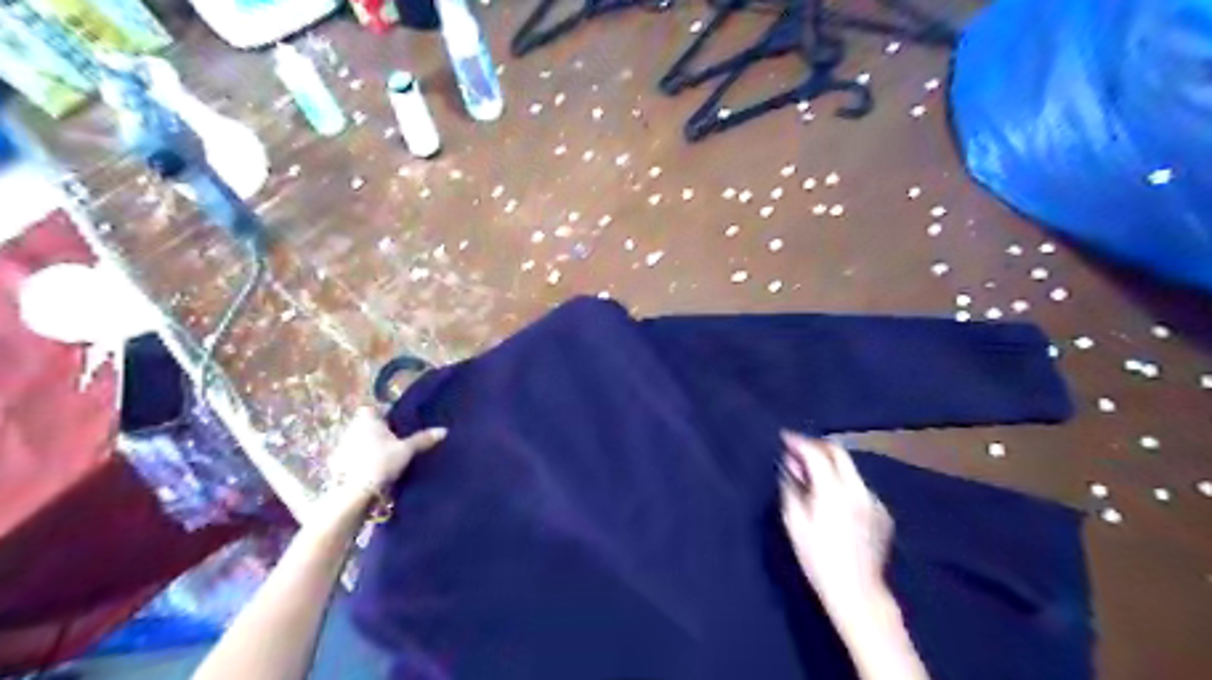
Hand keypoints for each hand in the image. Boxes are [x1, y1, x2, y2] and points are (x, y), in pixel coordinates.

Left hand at [323, 410, 445, 505]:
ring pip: (359, 441)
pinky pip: (353, 456)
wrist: (353, 492)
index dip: (383, 414)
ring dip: (369, 446)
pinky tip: (374, 469)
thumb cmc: (381, 462)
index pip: (372, 409)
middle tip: (396, 440)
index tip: (396, 423)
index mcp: (366, 419)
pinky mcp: (338, 464)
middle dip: (378, 431)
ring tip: (387, 456)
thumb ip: (423, 439)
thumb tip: (444, 430)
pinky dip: (362, 460)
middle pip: (366, 425)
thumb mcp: (406, 450)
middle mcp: (351, 428)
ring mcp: (342, 446)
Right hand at [781, 432, 892, 607]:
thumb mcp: (794, 523)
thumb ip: (791, 488)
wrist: (857, 591)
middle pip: (838, 452)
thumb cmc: (817, 558)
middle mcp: (857, 489)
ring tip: (811, 475)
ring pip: (849, 469)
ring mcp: (873, 500)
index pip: (816, 453)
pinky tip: (832, 498)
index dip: (798, 442)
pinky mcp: (883, 512)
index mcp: (833, 491)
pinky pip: (858, 487)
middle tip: (798, 450)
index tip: (784, 438)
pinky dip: (842, 483)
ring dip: (829, 465)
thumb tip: (790, 467)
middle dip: (816, 446)